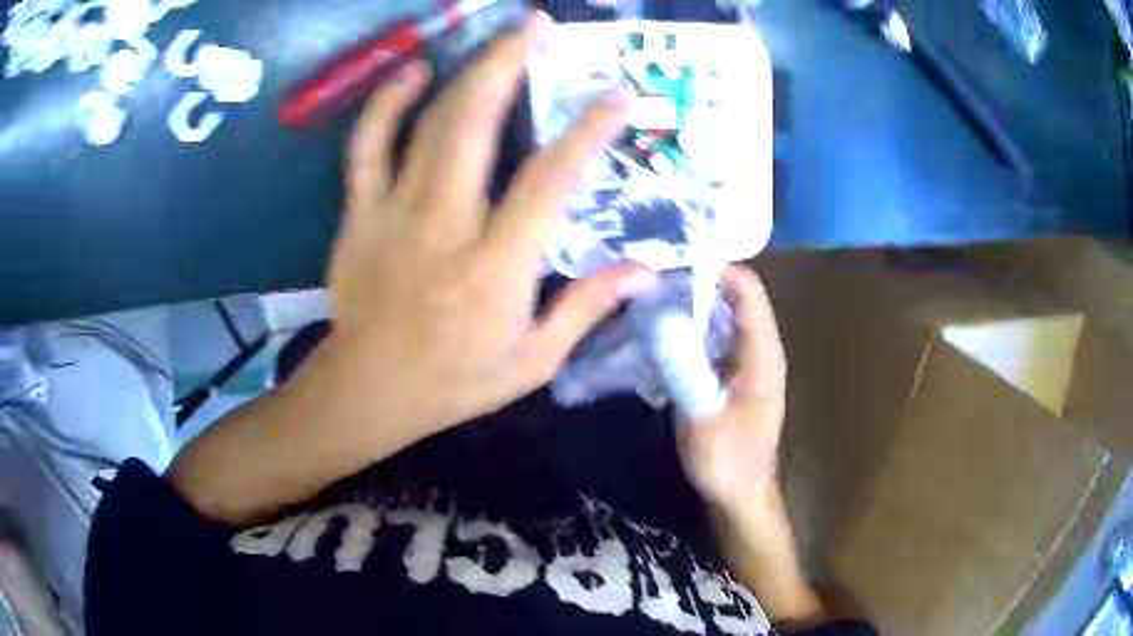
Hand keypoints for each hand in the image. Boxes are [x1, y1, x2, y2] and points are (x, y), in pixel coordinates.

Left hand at [166, 13, 654, 524]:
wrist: (367, 392)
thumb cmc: (453, 383)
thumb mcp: (533, 362)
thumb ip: (587, 308)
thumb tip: (646, 271)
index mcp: (496, 269)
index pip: (550, 181)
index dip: (588, 131)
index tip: (618, 96)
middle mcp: (445, 226)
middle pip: (477, 126)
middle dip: (511, 65)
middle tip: (539, 27)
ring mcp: (393, 214)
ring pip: (428, 124)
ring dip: (466, 72)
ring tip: (496, 37)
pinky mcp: (359, 214)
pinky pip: (367, 146)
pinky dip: (387, 104)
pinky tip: (412, 75)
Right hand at [678, 265, 785, 528]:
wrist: (740, 497)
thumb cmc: (727, 461)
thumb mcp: (702, 416)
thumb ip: (684, 367)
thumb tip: (661, 317)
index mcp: (762, 353)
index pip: (748, 290)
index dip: (715, 268)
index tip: (672, 261)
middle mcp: (760, 349)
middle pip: (736, 296)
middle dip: (699, 280)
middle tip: (653, 275)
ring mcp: (748, 361)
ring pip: (724, 315)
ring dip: (695, 302)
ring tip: (653, 293)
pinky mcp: (734, 375)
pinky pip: (716, 337)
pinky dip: (694, 326)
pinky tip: (664, 328)